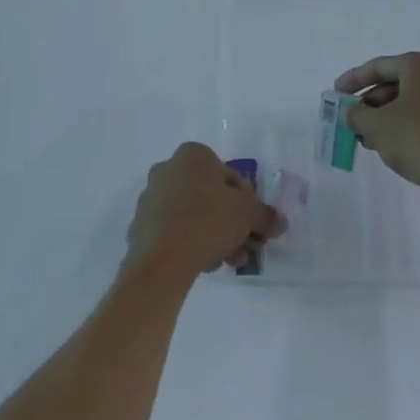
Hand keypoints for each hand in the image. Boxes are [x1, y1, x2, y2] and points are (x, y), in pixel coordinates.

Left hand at [125, 143, 283, 279]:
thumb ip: (266, 215)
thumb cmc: (208, 221)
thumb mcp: (248, 214)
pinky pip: (174, 232)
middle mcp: (168, 169)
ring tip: (226, 262)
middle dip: (230, 223)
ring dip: (214, 236)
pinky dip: (190, 244)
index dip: (248, 202)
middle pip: (211, 196)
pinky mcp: (140, 226)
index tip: (254, 225)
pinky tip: (203, 264)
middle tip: (244, 247)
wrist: (162, 260)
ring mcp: (151, 198)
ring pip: (193, 215)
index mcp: (193, 155)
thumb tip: (279, 222)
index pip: (230, 175)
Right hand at [335, 51, 419, 202]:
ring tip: (368, 138)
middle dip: (371, 102)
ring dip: (387, 116)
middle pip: (396, 82)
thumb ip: (356, 115)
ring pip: (412, 100)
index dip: (353, 80)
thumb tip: (351, 113)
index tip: (335, 94)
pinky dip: (407, 124)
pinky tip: (394, 146)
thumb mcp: (378, 127)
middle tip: (352, 120)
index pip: (378, 66)